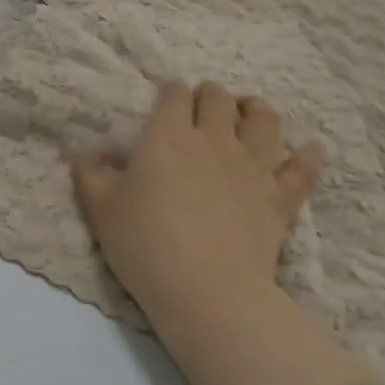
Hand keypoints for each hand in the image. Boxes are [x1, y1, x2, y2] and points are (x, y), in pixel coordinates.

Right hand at [72, 82, 321, 321]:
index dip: (169, 92)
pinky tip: (307, 151)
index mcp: (167, 138)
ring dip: (256, 111)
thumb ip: (89, 176)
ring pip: (265, 120)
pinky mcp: (281, 196)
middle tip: (201, 108)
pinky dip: (306, 156)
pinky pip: (303, 167)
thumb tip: (77, 153)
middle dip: (209, 95)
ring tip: (248, 115)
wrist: (207, 291)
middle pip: (218, 98)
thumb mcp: (101, 211)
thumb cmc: (145, 246)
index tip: (164, 102)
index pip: (173, 94)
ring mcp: (253, 166)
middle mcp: (213, 140)